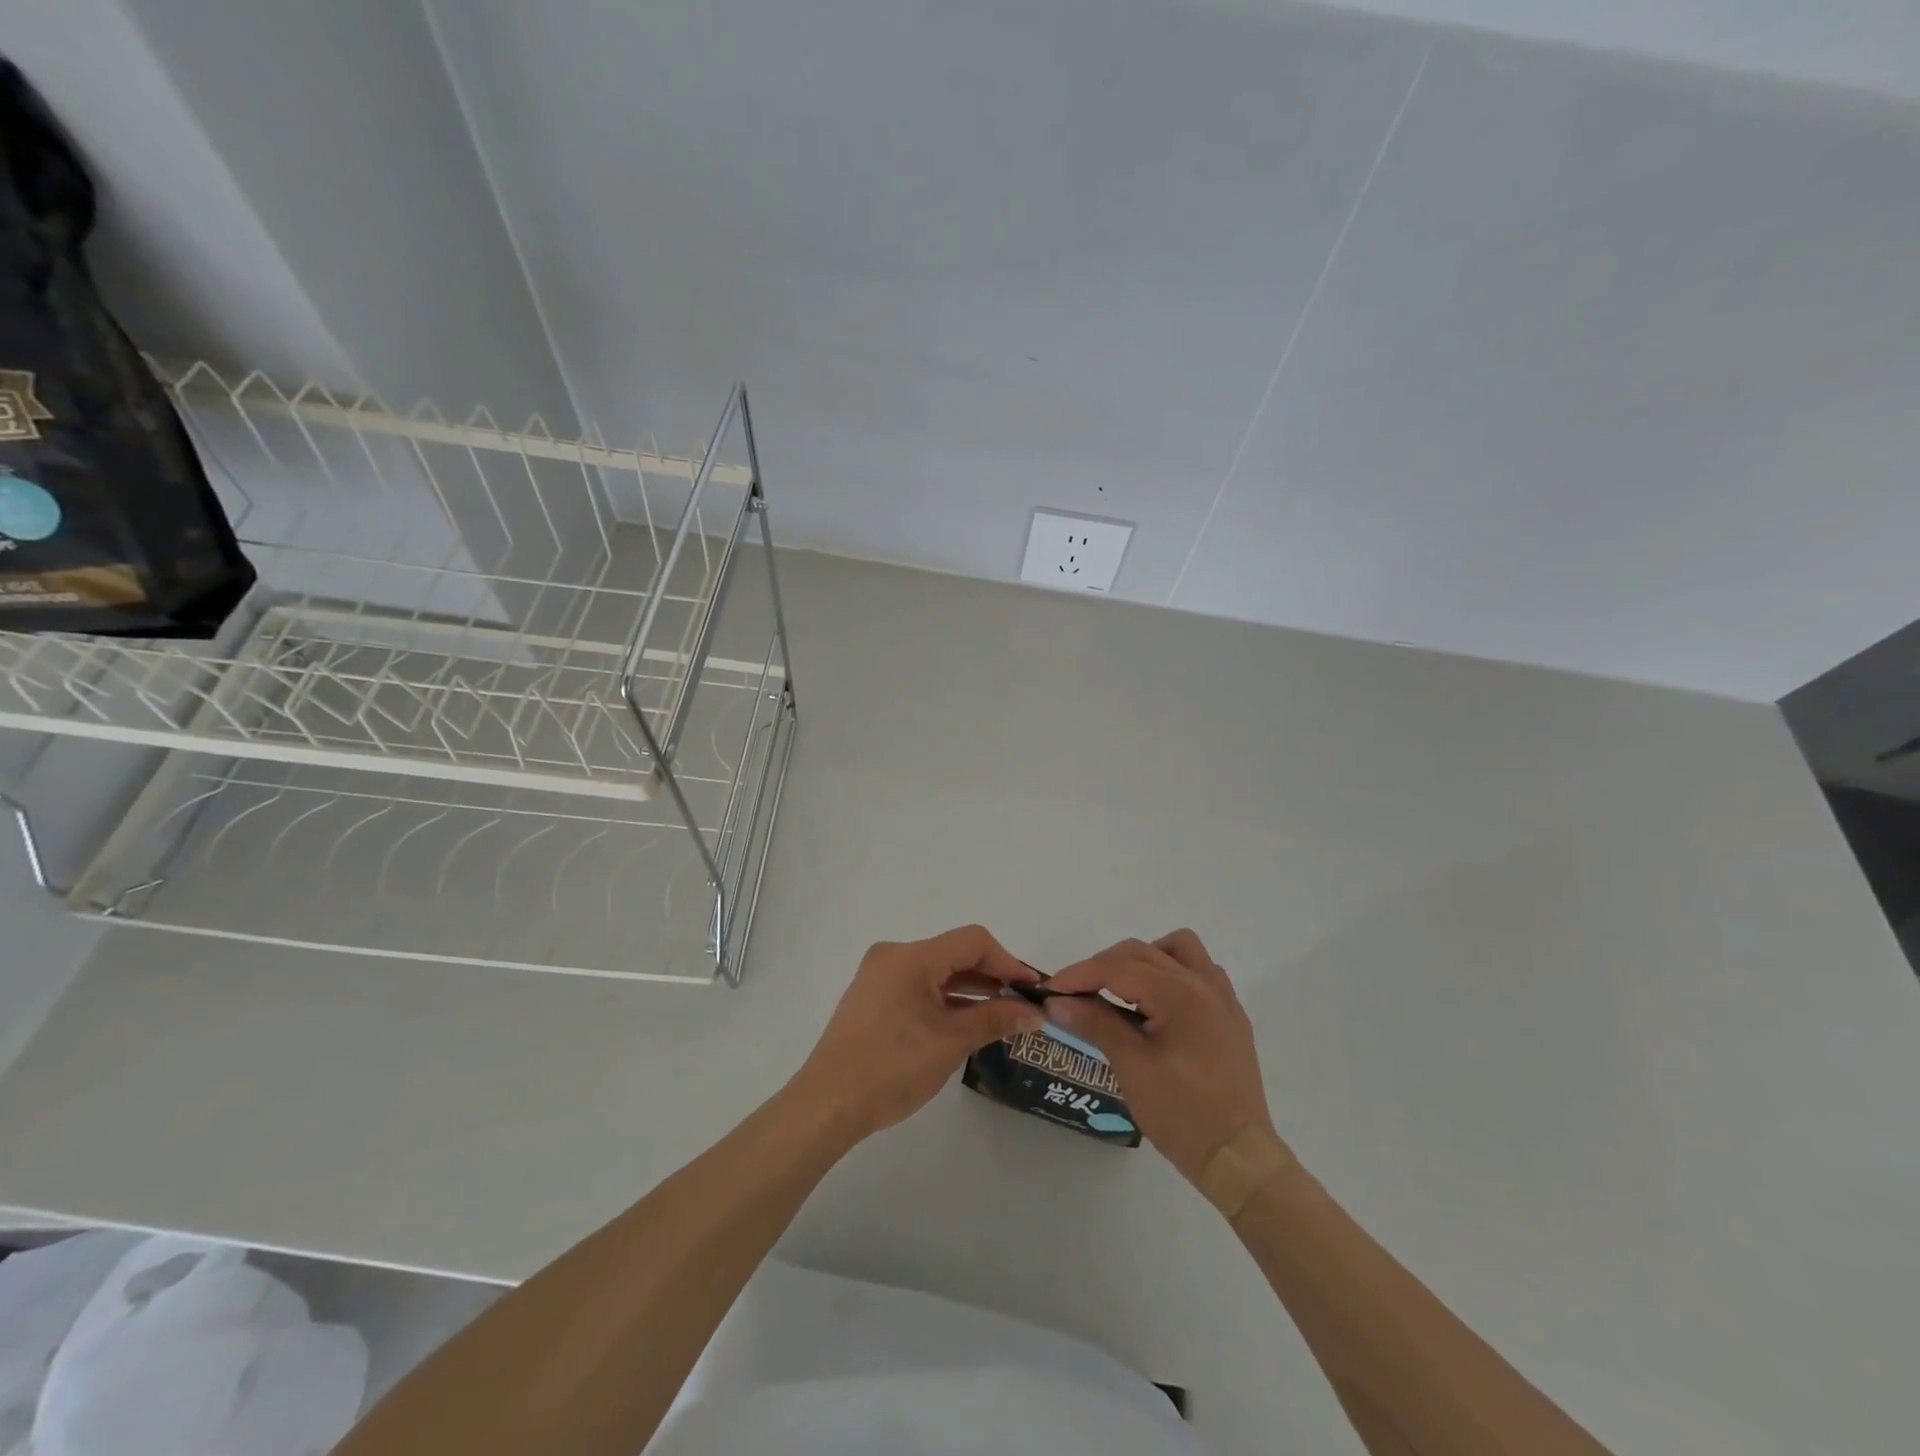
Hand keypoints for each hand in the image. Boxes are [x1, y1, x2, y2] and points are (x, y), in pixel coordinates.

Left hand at [788, 925, 1044, 1143]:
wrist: (827, 1104)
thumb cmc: (892, 1068)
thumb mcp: (951, 1043)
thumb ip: (995, 1019)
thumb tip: (1034, 1012)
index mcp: (911, 957)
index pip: (972, 941)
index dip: (1008, 962)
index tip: (1033, 990)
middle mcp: (894, 956)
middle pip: (954, 953)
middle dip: (992, 976)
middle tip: (1023, 1004)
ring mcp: (880, 976)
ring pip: (937, 971)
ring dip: (970, 989)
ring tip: (1003, 1015)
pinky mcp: (873, 998)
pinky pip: (919, 986)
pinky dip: (945, 999)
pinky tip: (967, 1021)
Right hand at [1044, 930, 1276, 1184]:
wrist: (1239, 1160)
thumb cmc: (1182, 1114)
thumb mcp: (1131, 1067)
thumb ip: (1095, 1023)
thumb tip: (1057, 1002)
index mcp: (1179, 994)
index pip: (1117, 967)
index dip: (1078, 975)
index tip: (1050, 991)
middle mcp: (1204, 984)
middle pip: (1141, 952)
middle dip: (1103, 966)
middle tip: (1076, 995)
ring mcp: (1222, 999)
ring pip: (1178, 949)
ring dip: (1144, 959)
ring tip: (1122, 990)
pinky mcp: (1230, 1017)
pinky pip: (1200, 972)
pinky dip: (1172, 974)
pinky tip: (1158, 1004)